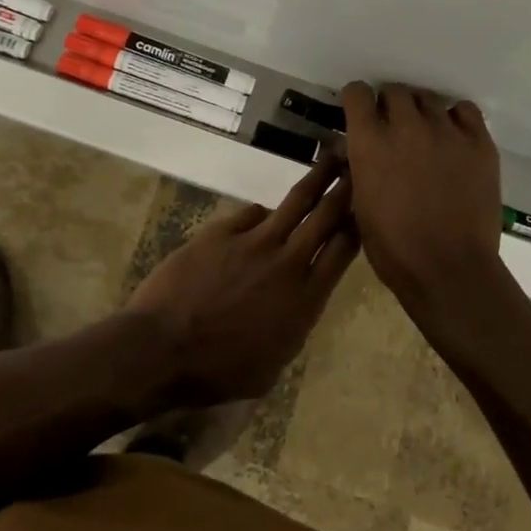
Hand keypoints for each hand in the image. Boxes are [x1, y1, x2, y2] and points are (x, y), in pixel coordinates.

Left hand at [125, 157, 356, 407]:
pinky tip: (262, 217)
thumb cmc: (217, 372)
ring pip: (295, 202)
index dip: (358, 224)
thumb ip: (293, 326)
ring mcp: (254, 241)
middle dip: (345, 189)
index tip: (368, 205)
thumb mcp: (272, 366)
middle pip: (325, 216)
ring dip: (316, 178)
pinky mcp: (223, 231)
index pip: (343, 251)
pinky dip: (261, 215)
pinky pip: (252, 214)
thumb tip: (297, 304)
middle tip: (359, 164)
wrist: (162, 348)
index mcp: (305, 300)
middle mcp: (288, 263)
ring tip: (331, 158)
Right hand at [341, 82, 507, 336]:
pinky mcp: (479, 142)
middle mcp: (406, 125)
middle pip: (395, 91)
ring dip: (421, 112)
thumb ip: (359, 164)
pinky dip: (455, 118)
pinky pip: (465, 110)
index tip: (361, 114)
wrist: (449, 270)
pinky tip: (453, 138)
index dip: (358, 101)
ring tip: (425, 135)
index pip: (358, 92)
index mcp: (370, 141)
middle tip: (394, 129)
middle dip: (390, 106)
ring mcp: (446, 131)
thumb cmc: (394, 247)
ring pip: (429, 98)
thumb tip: (359, 147)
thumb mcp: (359, 203)